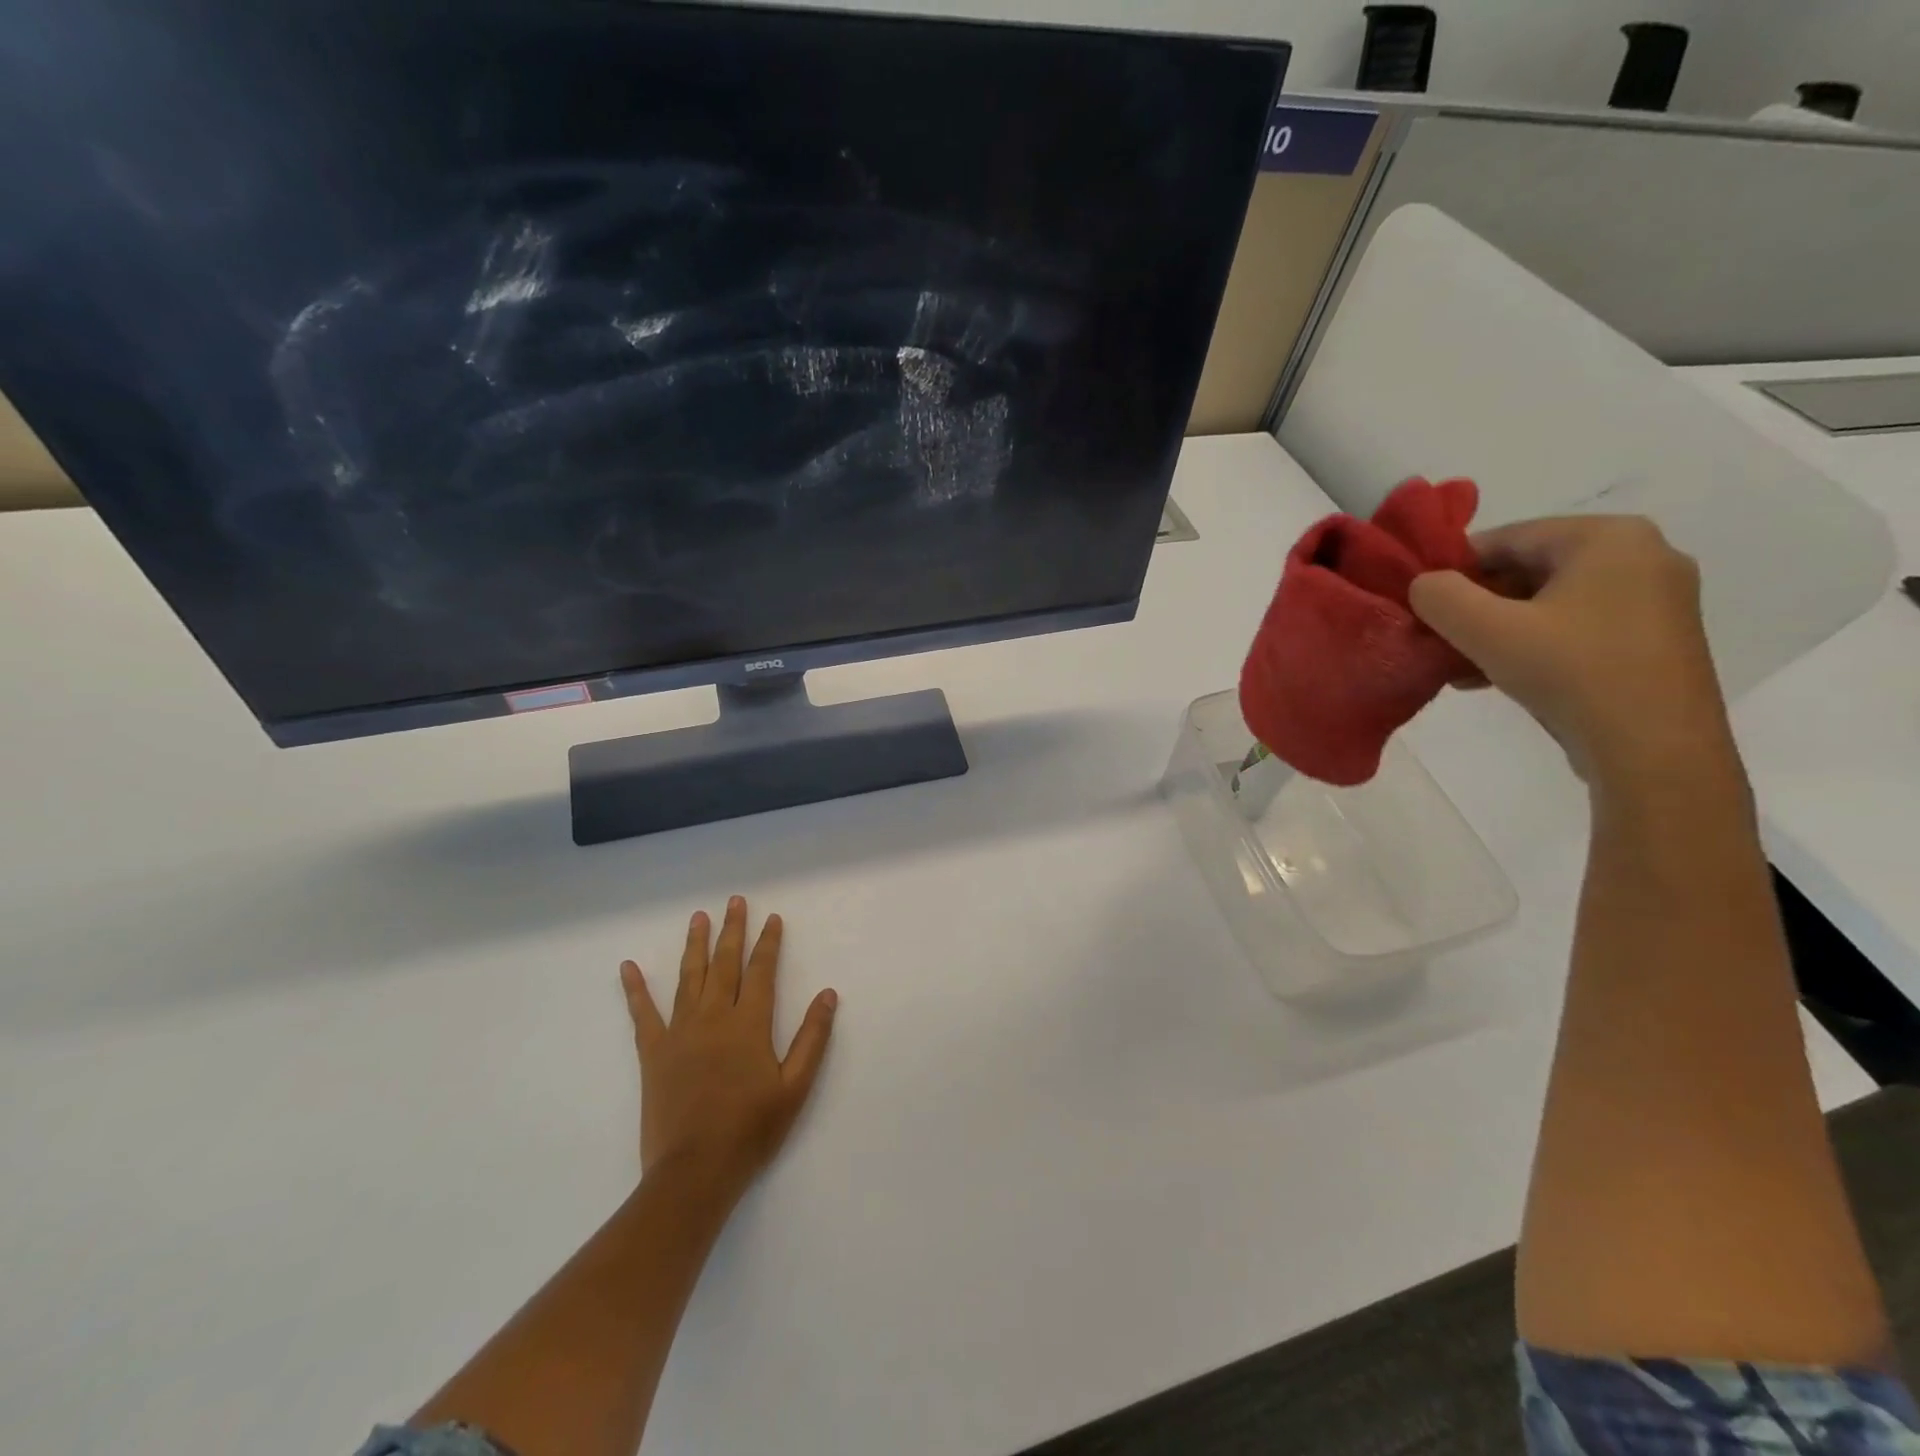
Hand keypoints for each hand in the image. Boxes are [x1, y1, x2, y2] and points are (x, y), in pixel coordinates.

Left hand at [620, 896, 837, 1201]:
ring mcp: (680, 1032)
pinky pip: (643, 1014)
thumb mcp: (795, 1086)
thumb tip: (828, 994)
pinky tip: (627, 967)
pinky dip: (635, 989)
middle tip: (734, 901)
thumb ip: (813, 1037)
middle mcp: (714, 1017)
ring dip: (695, 945)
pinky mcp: (653, 1052)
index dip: (768, 943)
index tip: (772, 918)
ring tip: (699, 917)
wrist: (695, 1171)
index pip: (762, 971)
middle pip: (725, 964)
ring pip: (689, 977)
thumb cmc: (751, 1130)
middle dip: (732, 930)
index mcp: (749, 1024)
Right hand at [1409, 516, 1733, 784]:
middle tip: (1438, 641)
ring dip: (1497, 632)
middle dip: (1476, 606)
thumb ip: (1441, 596)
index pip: (1507, 538)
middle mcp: (1642, 555)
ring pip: (1549, 603)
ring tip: (1459, 668)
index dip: (1454, 571)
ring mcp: (1655, 600)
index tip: (1423, 607)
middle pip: (1528, 570)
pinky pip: (1575, 628)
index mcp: (1608, 536)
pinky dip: (1531, 646)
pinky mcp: (1654, 641)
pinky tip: (1495, 678)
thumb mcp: (1487, 630)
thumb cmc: (1572, 672)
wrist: (1655, 750)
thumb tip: (1424, 584)